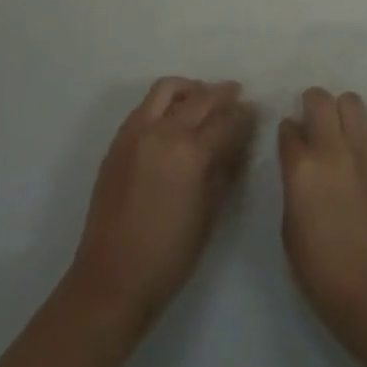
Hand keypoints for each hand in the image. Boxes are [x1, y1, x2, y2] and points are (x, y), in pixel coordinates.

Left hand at [65, 78, 255, 330]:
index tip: (254, 112)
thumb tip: (237, 141)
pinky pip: (145, 106)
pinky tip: (175, 118)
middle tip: (237, 96)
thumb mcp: (210, 213)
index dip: (245, 115)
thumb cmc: (170, 254)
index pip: (227, 120)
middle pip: (200, 98)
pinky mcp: (118, 141)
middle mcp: (163, 132)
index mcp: (190, 152)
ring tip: (203, 99)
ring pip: (167, 89)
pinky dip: (165, 103)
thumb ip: (225, 169)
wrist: (112, 278)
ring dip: (191, 89)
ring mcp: (136, 132)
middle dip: (223, 94)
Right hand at [278, 88, 366, 340]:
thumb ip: (294, 185)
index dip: (288, 131)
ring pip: (353, 102)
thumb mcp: (290, 228)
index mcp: (302, 167)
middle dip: (313, 105)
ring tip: (344, 134)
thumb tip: (301, 163)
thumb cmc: (323, 270)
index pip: (288, 128)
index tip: (291, 139)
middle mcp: (334, 148)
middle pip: (320, 99)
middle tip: (315, 123)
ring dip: (344, 113)